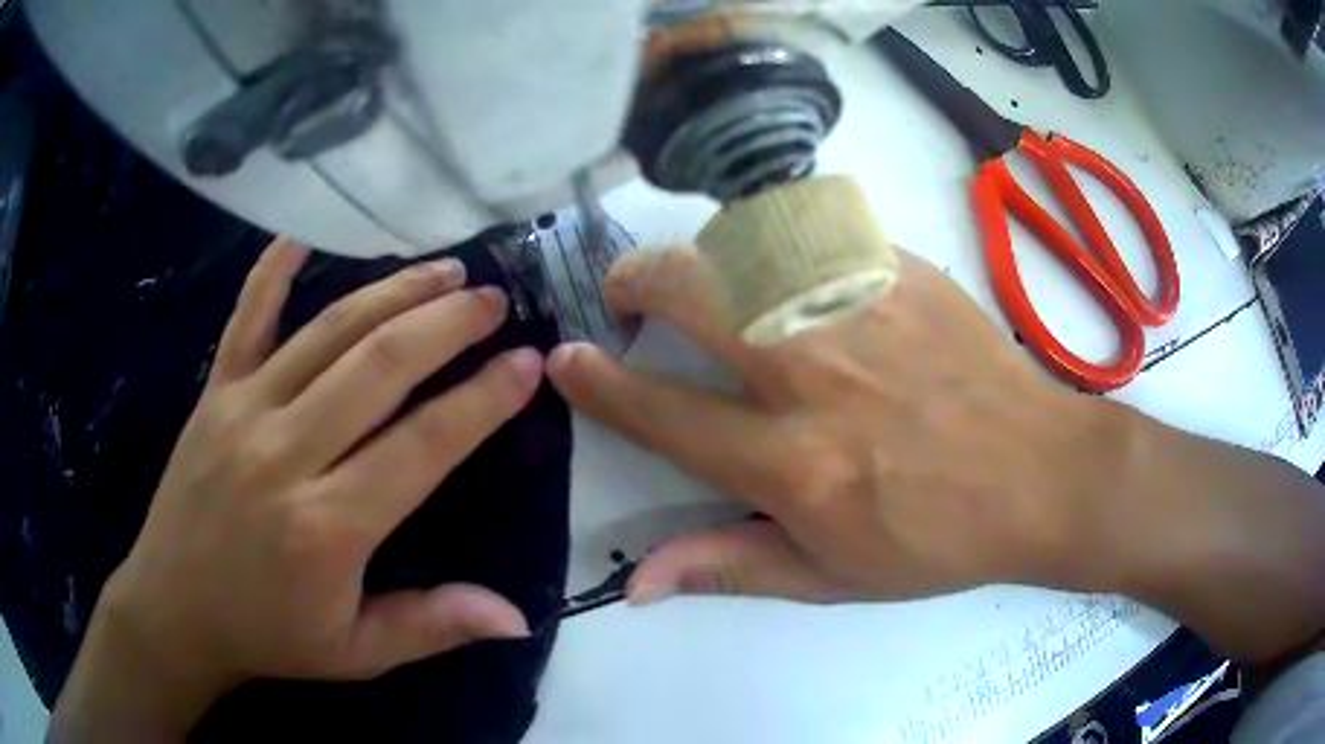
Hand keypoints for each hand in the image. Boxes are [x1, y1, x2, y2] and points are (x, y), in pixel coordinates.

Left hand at [69, 241, 544, 730]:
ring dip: (392, 291)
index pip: (422, 445)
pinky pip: (246, 316)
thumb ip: (433, 626)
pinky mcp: (213, 392)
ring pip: (328, 331)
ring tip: (443, 268)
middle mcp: (286, 453)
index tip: (527, 363)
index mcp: (328, 526)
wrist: (173, 610)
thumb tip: (518, 616)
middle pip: (379, 365)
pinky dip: (274, 268)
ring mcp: (242, 410)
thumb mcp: (356, 652)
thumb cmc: (267, 635)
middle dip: (446, 324)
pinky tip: (305, 235)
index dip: (482, 400)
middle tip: (493, 299)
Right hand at [548, 245, 1113, 603]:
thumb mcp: (831, 578)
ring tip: (705, 283)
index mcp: (793, 461)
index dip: (597, 382)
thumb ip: (727, 566)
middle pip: (690, 293)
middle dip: (633, 282)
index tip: (564, 357)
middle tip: (626, 297)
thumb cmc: (938, 538)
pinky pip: (810, 226)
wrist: (1038, 473)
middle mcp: (815, 371)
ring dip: (702, 257)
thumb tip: (635, 580)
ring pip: (744, 241)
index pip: (661, 411)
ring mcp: (862, 306)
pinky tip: (782, 264)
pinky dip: (772, 236)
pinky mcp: (901, 270)